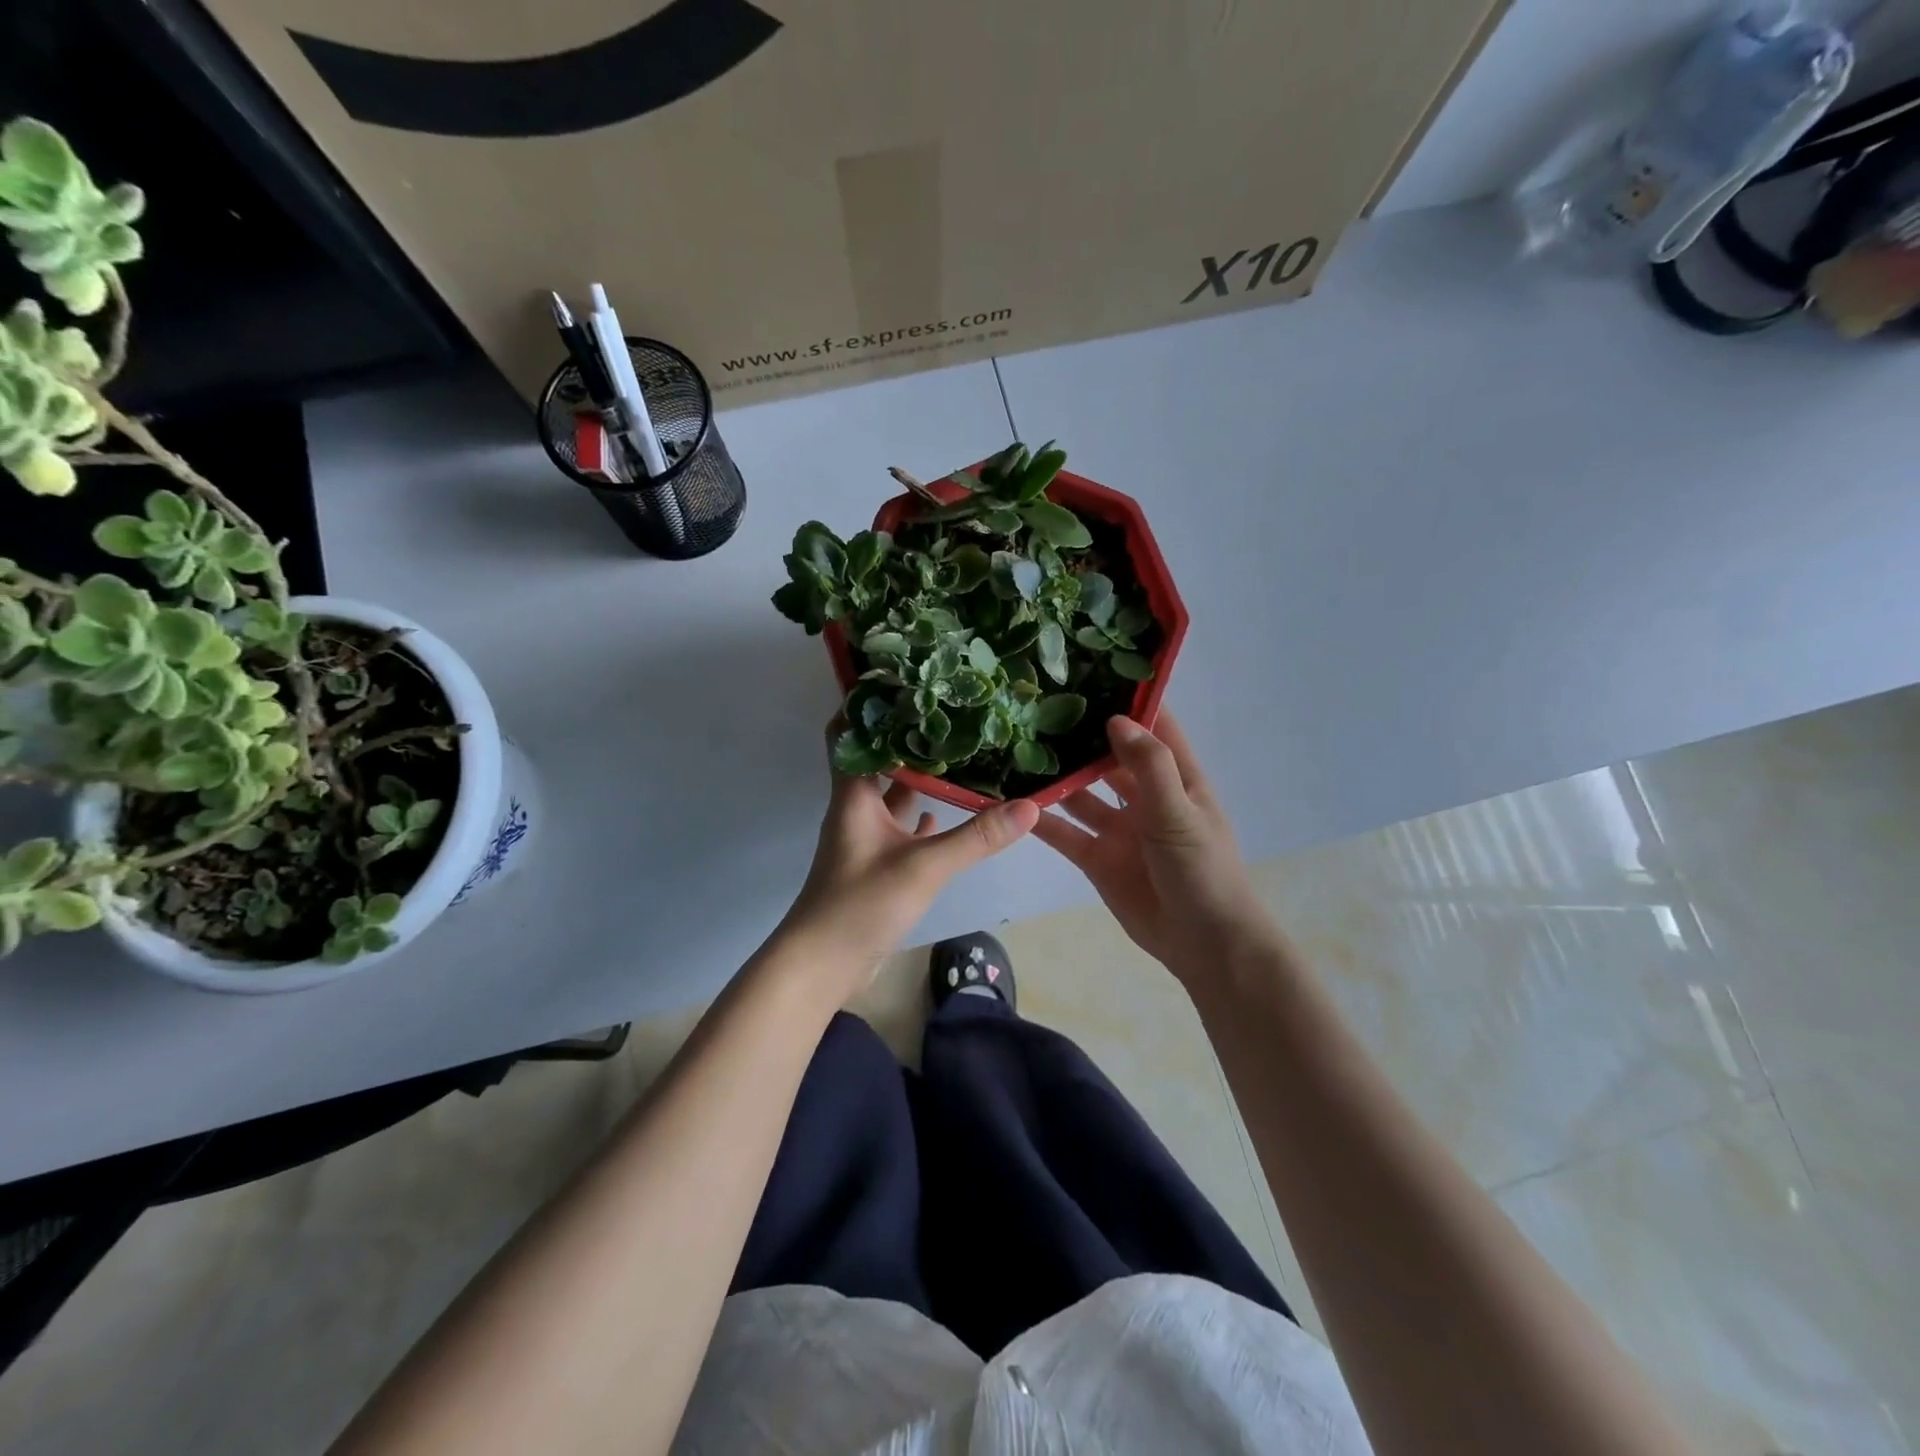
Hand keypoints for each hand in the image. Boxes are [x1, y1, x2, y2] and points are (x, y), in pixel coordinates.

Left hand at [780, 727, 1038, 996]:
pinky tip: (945, 809)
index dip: (865, 703)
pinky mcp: (876, 864)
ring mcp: (866, 837)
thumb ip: (976, 838)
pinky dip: (920, 815)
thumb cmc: (861, 904)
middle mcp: (857, 808)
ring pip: (892, 794)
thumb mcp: (923, 867)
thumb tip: (1030, 806)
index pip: (849, 733)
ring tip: (957, 752)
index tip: (901, 677)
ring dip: (918, 775)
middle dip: (908, 736)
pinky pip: (900, 828)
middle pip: (878, 759)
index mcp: (854, 795)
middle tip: (948, 711)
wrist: (823, 964)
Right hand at [1033, 713, 1276, 985]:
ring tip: (1016, 746)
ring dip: (1056, 776)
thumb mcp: (1179, 813)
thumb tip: (1115, 719)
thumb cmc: (1202, 871)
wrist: (1204, 945)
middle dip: (1080, 736)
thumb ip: (1149, 766)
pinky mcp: (1097, 858)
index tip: (1091, 670)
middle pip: (1108, 757)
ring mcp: (1119, 828)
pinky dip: (1043, 818)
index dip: (1128, 700)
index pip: (1153, 726)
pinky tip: (1012, 799)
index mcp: (1176, 778)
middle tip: (1035, 706)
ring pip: (1081, 793)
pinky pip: (1065, 831)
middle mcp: (1145, 796)